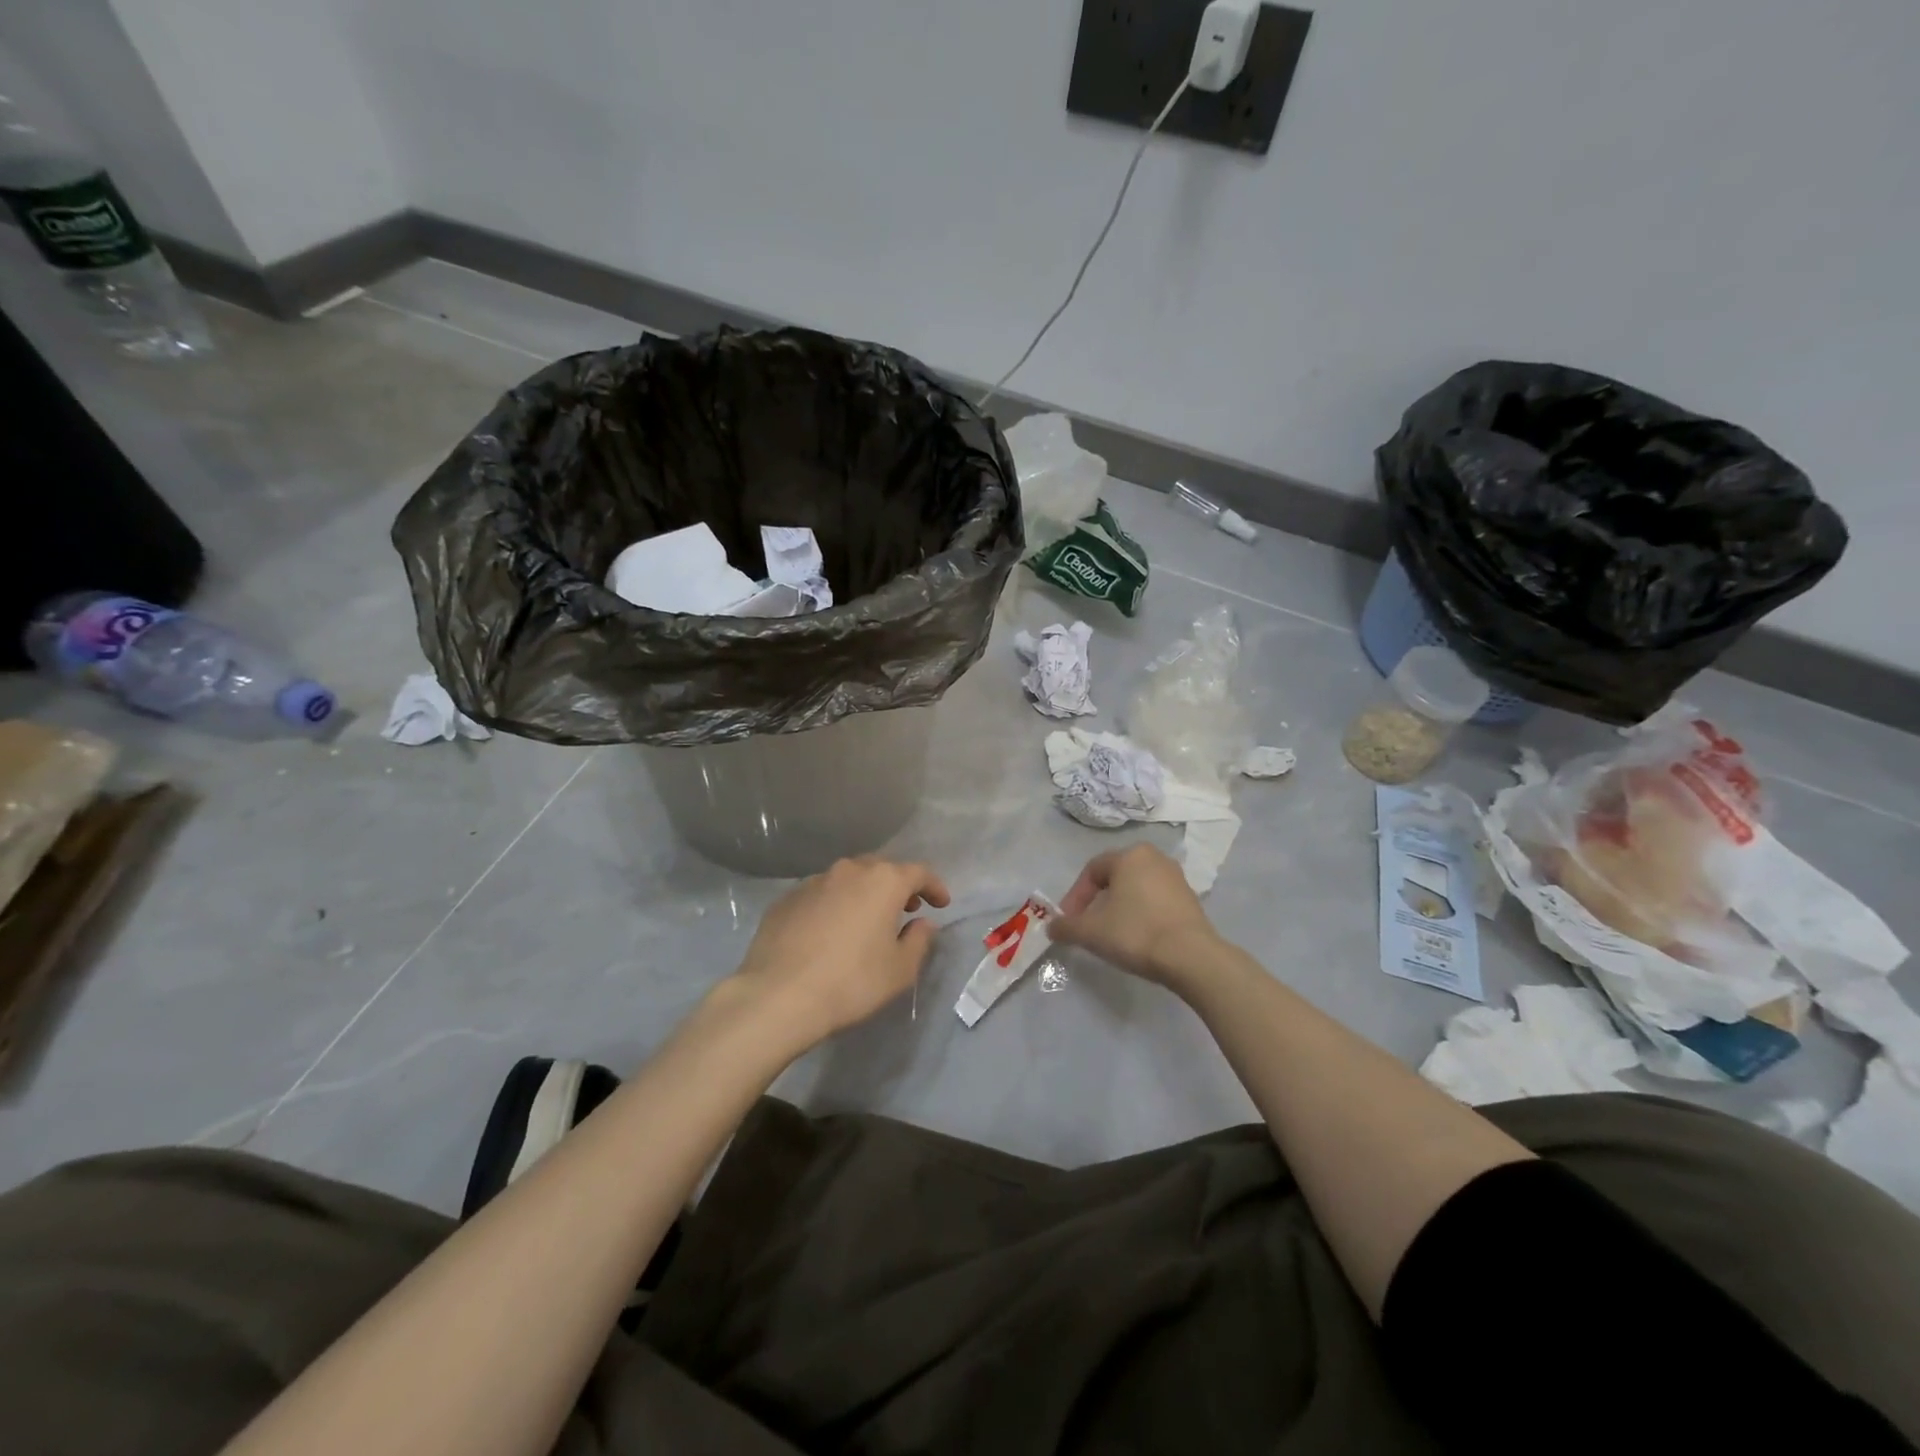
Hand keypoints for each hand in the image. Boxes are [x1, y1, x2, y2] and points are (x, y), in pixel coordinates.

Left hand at [724, 856, 949, 1053]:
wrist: (779, 995)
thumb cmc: (852, 982)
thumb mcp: (900, 970)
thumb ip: (918, 940)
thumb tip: (922, 923)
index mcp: (883, 881)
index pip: (918, 873)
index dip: (934, 887)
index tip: (942, 904)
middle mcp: (849, 871)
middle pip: (881, 870)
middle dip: (897, 886)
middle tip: (906, 908)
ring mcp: (813, 882)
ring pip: (848, 880)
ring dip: (863, 894)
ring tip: (866, 920)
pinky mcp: (786, 899)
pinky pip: (820, 896)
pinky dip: (833, 906)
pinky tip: (829, 932)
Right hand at [1050, 843, 1220, 987]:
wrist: (1191, 957)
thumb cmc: (1135, 933)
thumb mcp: (1091, 932)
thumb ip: (1066, 926)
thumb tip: (1052, 927)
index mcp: (1130, 856)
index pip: (1092, 871)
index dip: (1075, 896)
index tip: (1069, 921)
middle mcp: (1154, 858)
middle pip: (1115, 878)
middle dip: (1097, 902)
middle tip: (1088, 926)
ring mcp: (1176, 878)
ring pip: (1136, 889)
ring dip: (1119, 908)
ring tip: (1112, 934)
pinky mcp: (1191, 899)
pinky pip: (1156, 901)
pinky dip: (1141, 915)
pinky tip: (1138, 938)